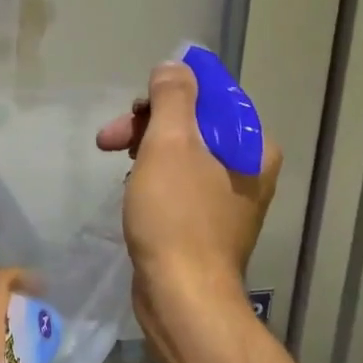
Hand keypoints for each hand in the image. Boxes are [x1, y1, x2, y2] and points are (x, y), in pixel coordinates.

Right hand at [96, 60, 282, 310]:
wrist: (181, 296)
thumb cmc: (176, 215)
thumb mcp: (170, 144)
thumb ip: (173, 96)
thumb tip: (174, 66)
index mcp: (252, 146)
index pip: (210, 97)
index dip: (167, 95)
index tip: (134, 110)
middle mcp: (248, 168)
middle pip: (192, 124)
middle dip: (147, 125)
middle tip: (109, 139)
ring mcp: (227, 198)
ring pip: (180, 152)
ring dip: (144, 149)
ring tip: (114, 161)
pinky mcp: (205, 222)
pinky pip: (178, 181)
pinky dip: (152, 176)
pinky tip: (132, 188)